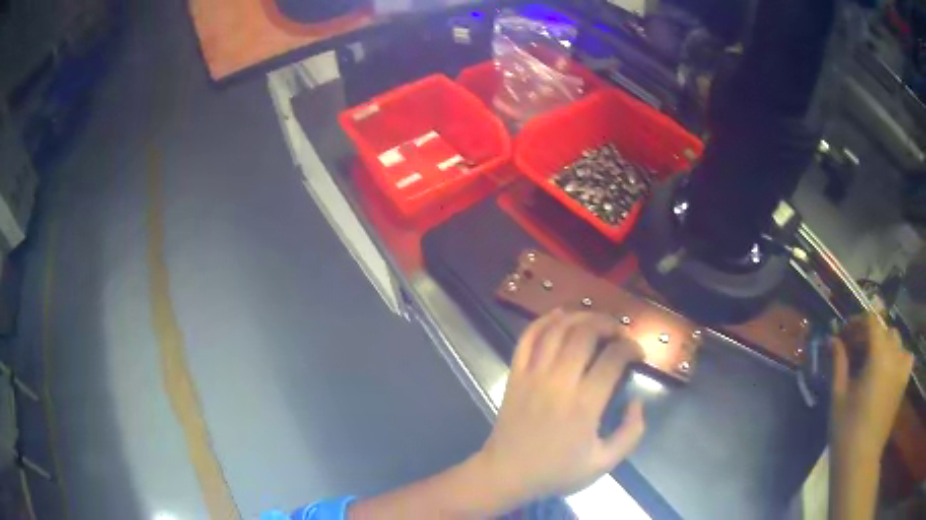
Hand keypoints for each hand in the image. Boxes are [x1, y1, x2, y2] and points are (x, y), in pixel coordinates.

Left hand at [473, 309, 644, 505]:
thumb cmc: (556, 472)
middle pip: (585, 334)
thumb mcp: (603, 464)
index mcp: (584, 405)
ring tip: (596, 321)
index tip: (637, 353)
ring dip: (580, 317)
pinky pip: (528, 338)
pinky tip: (559, 315)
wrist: (507, 474)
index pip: (613, 358)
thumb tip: (637, 402)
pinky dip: (544, 321)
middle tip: (619, 332)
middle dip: (608, 324)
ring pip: (557, 330)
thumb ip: (630, 433)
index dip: (631, 348)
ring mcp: (533, 375)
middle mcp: (559, 382)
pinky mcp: (515, 374)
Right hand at [831, 313, 913, 458]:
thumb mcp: (838, 395)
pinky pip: (906, 357)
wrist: (860, 461)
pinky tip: (891, 368)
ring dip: (884, 344)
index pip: (871, 322)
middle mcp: (895, 355)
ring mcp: (902, 369)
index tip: (844, 333)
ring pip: (896, 341)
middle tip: (855, 350)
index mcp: (879, 355)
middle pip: (885, 330)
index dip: (857, 322)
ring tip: (873, 360)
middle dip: (869, 334)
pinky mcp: (903, 383)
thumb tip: (833, 339)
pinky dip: (899, 356)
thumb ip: (839, 362)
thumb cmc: (846, 430)